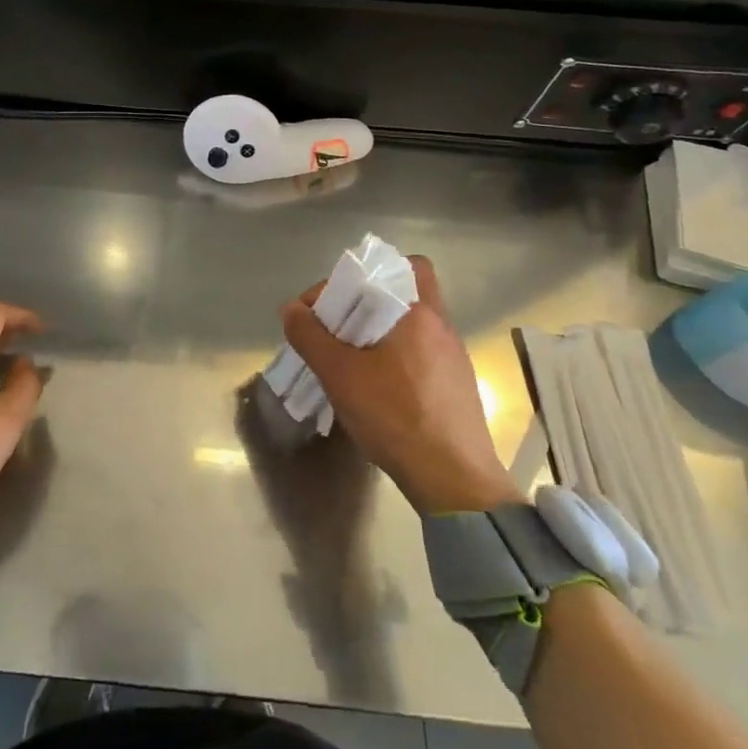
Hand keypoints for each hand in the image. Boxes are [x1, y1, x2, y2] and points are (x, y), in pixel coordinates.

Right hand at [280, 256, 516, 514]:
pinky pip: (418, 354)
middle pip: (402, 293)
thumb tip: (291, 309)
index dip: (350, 278)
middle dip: (362, 304)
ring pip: (410, 326)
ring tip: (347, 360)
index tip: (321, 309)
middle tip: (333, 329)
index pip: (391, 266)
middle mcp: (442, 327)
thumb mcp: (340, 374)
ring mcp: (453, 358)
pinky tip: (374, 387)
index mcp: (419, 313)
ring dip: (376, 332)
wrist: (454, 481)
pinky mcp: (456, 386)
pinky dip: (393, 357)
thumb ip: (311, 336)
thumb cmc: (395, 416)